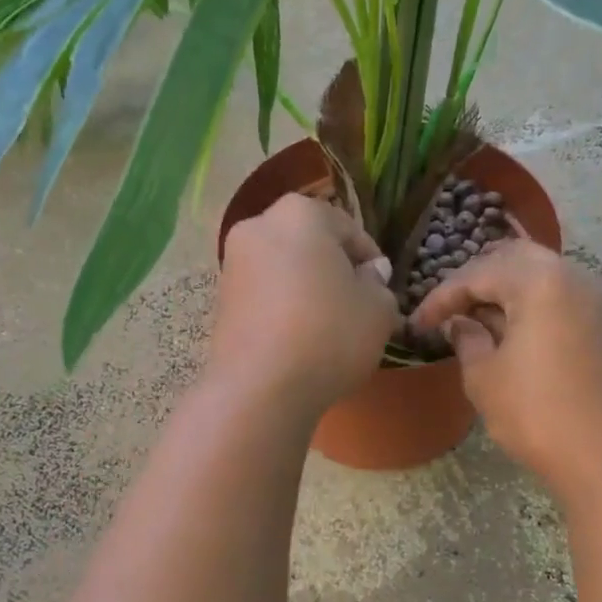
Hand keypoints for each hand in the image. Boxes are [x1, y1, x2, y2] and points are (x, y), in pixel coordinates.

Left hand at [213, 194, 399, 415]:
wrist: (261, 388)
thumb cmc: (329, 335)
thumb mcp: (378, 310)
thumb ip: (379, 285)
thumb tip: (369, 274)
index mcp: (301, 213)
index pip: (349, 229)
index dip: (371, 261)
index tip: (382, 291)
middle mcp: (259, 227)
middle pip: (310, 245)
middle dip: (333, 270)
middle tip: (355, 306)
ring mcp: (233, 264)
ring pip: (284, 270)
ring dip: (306, 290)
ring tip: (327, 328)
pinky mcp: (220, 301)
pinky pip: (264, 296)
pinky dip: (283, 310)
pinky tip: (298, 341)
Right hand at [411, 242, 601, 500]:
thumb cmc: (536, 414)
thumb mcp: (484, 377)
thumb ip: (467, 339)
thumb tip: (459, 323)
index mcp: (540, 281)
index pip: (478, 274)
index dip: (442, 297)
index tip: (418, 324)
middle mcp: (575, 275)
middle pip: (515, 259)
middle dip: (477, 280)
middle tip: (450, 310)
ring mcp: (599, 298)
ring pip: (543, 274)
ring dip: (507, 290)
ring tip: (478, 321)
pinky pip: (563, 296)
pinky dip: (534, 303)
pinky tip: (514, 332)